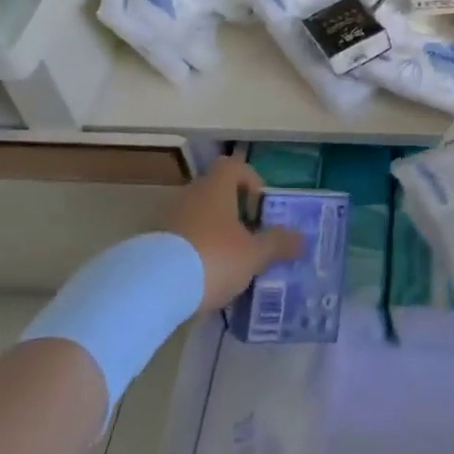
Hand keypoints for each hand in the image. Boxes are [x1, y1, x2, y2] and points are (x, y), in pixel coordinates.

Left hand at [165, 157, 306, 312]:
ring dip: (212, 233)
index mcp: (217, 187)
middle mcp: (191, 194)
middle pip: (216, 192)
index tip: (260, 208)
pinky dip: (192, 251)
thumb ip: (278, 244)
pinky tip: (200, 278)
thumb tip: (302, 239)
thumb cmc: (212, 258)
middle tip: (248, 239)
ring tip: (227, 263)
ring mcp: (168, 217)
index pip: (234, 167)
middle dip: (233, 213)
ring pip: (198, 216)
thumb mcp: (254, 255)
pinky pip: (180, 238)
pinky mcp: (152, 242)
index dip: (250, 181)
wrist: (151, 287)